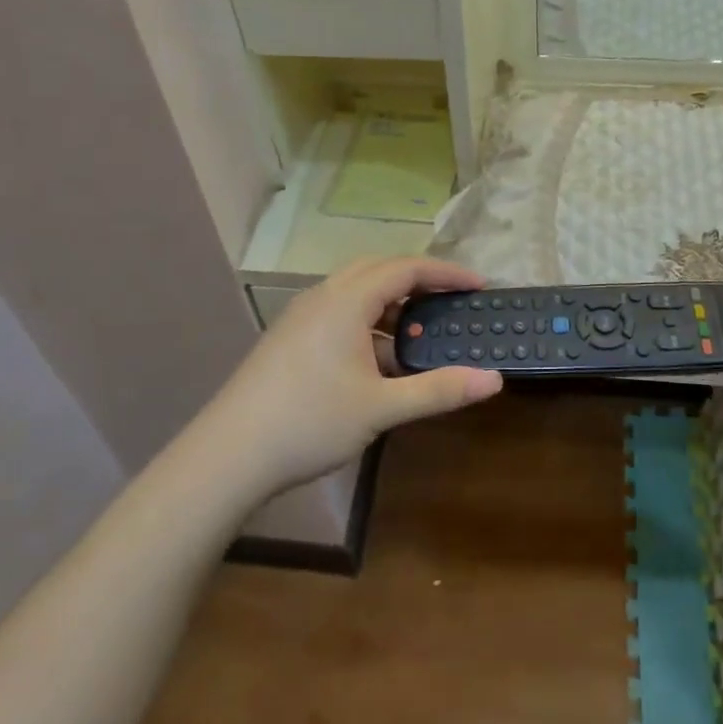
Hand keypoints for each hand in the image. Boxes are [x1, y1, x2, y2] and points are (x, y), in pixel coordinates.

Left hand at [204, 258, 503, 495]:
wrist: (229, 455)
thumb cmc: (309, 422)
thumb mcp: (382, 408)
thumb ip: (439, 389)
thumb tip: (494, 380)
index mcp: (347, 301)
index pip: (406, 268)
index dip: (446, 273)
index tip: (479, 285)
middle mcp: (323, 296)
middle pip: (380, 270)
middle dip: (419, 280)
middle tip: (451, 300)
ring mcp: (302, 316)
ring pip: (357, 291)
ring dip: (392, 303)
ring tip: (420, 332)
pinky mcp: (290, 337)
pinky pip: (340, 312)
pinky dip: (370, 322)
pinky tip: (380, 360)